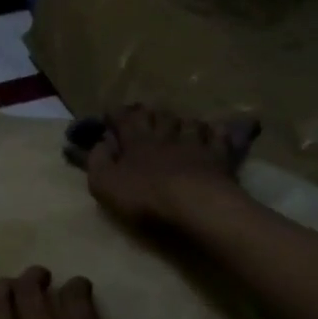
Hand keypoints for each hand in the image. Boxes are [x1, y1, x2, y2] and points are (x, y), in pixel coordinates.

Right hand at [85, 104, 253, 229]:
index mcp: (137, 142)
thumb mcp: (106, 184)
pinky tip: (214, 132)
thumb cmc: (146, 196)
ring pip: (188, 122)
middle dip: (150, 114)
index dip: (117, 114)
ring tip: (180, 125)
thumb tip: (99, 144)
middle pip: (158, 116)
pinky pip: (219, 136)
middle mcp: (165, 136)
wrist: (196, 205)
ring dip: (182, 122)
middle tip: (146, 116)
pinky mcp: (219, 156)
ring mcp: (195, 143)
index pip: (124, 119)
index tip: (110, 113)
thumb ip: (98, 162)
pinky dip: (215, 132)